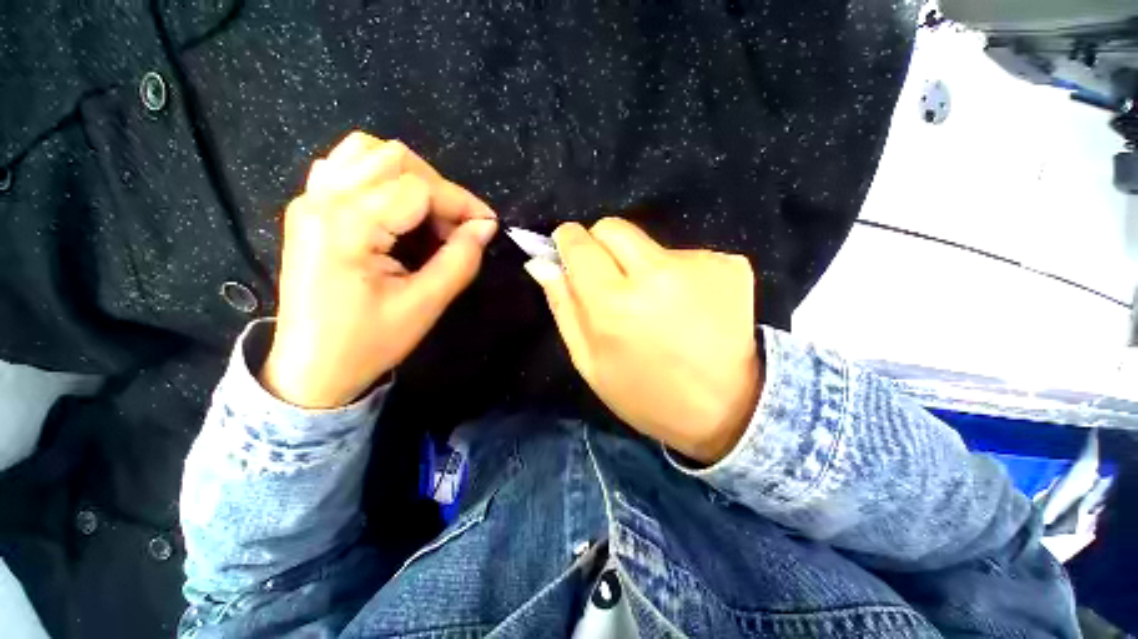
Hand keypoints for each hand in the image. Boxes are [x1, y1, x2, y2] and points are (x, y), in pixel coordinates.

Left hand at [261, 132, 497, 407]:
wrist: (311, 369)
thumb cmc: (367, 343)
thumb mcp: (424, 305)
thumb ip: (460, 260)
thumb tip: (485, 226)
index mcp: (348, 225)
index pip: (418, 188)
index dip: (461, 202)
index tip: (488, 224)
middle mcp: (323, 200)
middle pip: (393, 159)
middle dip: (439, 189)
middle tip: (459, 227)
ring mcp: (310, 200)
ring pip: (367, 153)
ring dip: (411, 177)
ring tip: (430, 215)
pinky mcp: (309, 210)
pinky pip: (346, 167)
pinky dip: (380, 176)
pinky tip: (396, 207)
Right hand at [525, 218, 761, 463]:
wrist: (726, 409)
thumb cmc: (645, 394)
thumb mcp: (589, 362)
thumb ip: (563, 306)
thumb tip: (542, 263)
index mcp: (614, 304)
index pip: (579, 242)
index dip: (568, 242)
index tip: (569, 254)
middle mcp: (657, 273)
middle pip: (613, 227)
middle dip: (602, 246)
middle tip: (612, 281)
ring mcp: (700, 265)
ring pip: (649, 243)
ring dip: (642, 265)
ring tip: (658, 306)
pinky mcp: (731, 264)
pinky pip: (686, 255)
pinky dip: (679, 275)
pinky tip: (689, 307)